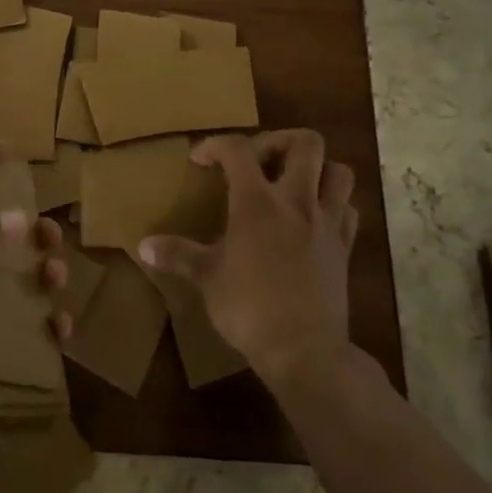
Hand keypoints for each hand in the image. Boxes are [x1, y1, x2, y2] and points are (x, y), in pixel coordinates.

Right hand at [139, 129, 355, 385]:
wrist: (304, 351)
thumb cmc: (249, 309)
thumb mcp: (207, 278)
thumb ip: (178, 254)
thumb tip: (143, 245)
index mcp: (257, 202)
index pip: (238, 149)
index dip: (215, 145)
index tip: (200, 161)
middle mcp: (296, 201)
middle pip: (305, 143)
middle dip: (279, 141)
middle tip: (257, 161)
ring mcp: (326, 223)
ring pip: (338, 171)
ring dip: (316, 169)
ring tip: (291, 184)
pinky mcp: (344, 248)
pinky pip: (348, 210)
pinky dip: (334, 204)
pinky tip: (314, 218)